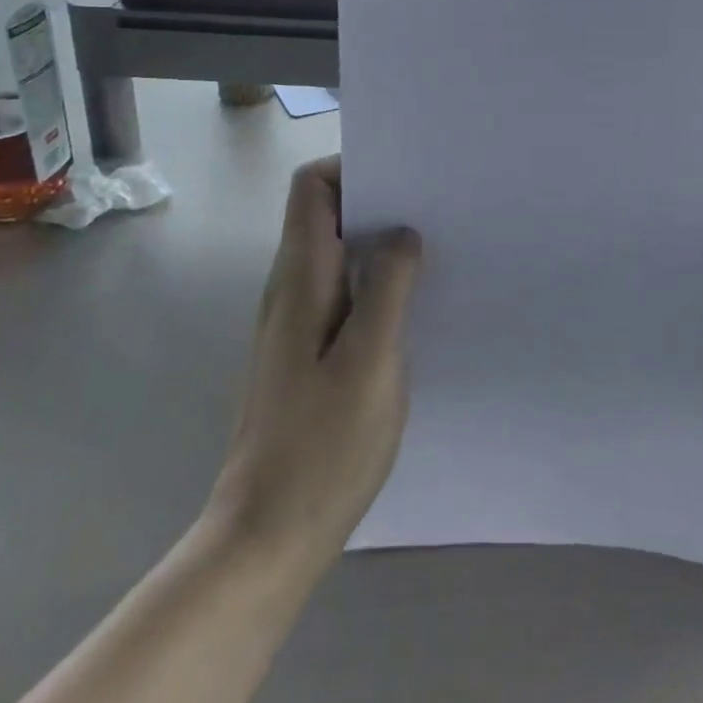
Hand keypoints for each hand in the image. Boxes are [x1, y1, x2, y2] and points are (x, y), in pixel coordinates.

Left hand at [208, 156, 421, 580]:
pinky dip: (375, 279)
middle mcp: (291, 289)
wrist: (267, 536)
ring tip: (434, 246)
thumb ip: (388, 286)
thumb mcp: (372, 359)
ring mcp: (297, 322)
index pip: (311, 187)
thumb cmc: (323, 445)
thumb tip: (403, 232)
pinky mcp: (308, 351)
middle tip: (434, 206)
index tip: (404, 176)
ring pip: (337, 252)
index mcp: (300, 278)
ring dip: (379, 240)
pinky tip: (414, 302)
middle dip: (377, 199)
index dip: (351, 166)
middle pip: (325, 213)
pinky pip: (343, 290)